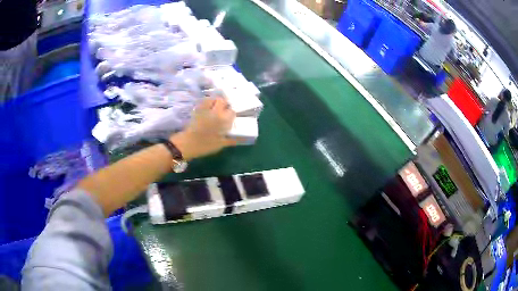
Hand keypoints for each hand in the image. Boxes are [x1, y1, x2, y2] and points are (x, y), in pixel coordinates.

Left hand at [170, 97, 236, 160]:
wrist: (188, 144)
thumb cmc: (205, 145)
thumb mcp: (221, 144)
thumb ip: (231, 140)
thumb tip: (242, 138)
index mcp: (223, 120)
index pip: (232, 112)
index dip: (231, 114)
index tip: (230, 118)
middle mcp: (216, 112)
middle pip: (222, 101)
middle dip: (224, 104)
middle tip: (223, 111)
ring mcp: (205, 109)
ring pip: (213, 98)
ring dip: (215, 101)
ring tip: (215, 107)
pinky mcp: (197, 109)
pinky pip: (204, 100)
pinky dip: (207, 101)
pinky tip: (207, 107)